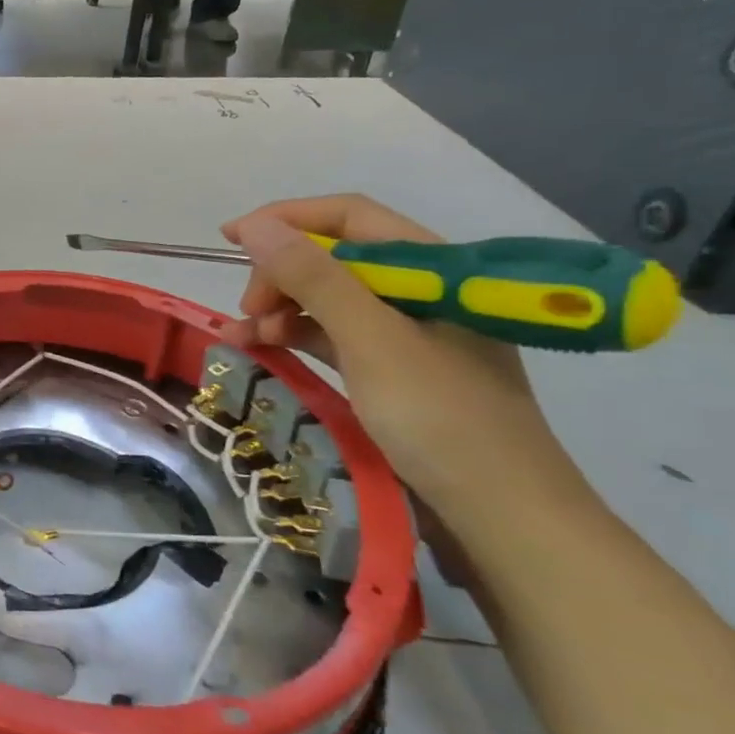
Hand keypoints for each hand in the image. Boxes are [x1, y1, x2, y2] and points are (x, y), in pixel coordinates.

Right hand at [220, 195, 577, 514]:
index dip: (288, 219)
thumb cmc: (441, 419)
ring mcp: (407, 334)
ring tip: (241, 336)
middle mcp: (421, 293)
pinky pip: (333, 336)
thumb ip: (314, 280)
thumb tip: (256, 226)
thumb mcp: (371, 342)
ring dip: (280, 308)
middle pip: (335, 258)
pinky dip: (295, 337)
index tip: (232, 238)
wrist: (502, 516)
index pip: (352, 217)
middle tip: (248, 310)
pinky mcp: (392, 370)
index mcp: (434, 270)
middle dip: (281, 274)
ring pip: (329, 299)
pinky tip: (263, 349)